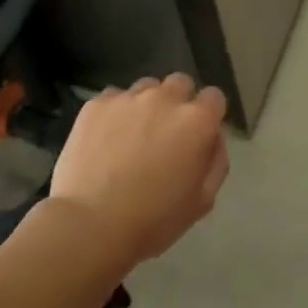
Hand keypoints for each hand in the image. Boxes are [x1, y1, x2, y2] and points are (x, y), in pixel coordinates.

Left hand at [49, 73, 229, 266]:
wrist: (91, 224)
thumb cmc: (153, 220)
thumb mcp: (202, 201)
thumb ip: (216, 161)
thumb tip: (214, 137)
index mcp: (196, 121)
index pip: (214, 97)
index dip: (208, 115)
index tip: (199, 135)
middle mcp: (165, 99)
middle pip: (180, 83)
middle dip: (178, 103)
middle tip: (166, 134)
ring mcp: (128, 98)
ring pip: (146, 88)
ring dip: (146, 105)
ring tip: (132, 135)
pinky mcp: (96, 104)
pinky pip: (113, 98)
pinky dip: (115, 113)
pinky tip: (105, 140)